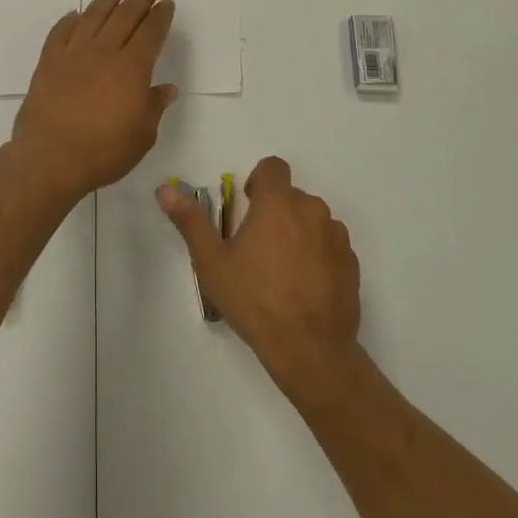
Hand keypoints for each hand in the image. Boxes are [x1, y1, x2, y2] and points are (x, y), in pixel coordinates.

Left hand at [11, 0, 178, 200]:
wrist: (50, 158)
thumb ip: (153, 107)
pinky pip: (60, 32)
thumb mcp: (142, 136)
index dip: (161, 16)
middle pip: (124, 16)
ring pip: (93, 16)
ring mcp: (73, 54)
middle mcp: (103, 52)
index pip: (151, 32)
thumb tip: (165, 89)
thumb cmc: (103, 151)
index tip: (166, 4)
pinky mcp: (48, 62)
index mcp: (132, 68)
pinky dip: (70, 20)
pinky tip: (75, 14)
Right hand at [157, 156, 362, 403]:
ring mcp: (336, 237)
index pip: (273, 167)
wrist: (310, 349)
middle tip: (257, 247)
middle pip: (291, 196)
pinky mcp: (352, 262)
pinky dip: (317, 254)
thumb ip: (190, 221)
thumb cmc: (254, 300)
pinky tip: (303, 286)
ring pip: (312, 220)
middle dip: (274, 211)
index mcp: (278, 203)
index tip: (248, 207)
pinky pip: (330, 244)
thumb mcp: (212, 262)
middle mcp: (312, 210)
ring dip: (297, 232)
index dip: (259, 180)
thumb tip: (165, 190)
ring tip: (281, 270)